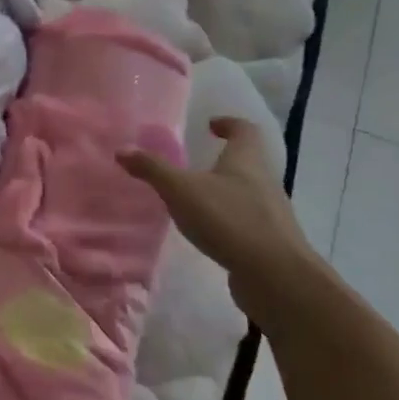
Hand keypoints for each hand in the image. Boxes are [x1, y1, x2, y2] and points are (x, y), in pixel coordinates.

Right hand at [120, 116, 322, 326]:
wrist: (276, 276)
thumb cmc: (229, 219)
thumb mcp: (181, 190)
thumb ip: (152, 169)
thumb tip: (122, 149)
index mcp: (246, 160)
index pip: (244, 130)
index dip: (228, 124)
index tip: (211, 125)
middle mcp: (264, 181)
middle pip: (248, 161)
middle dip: (224, 160)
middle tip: (196, 164)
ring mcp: (271, 213)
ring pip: (248, 192)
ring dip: (226, 191)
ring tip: (197, 200)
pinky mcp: (270, 242)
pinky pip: (248, 221)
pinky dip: (230, 220)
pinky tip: (210, 233)